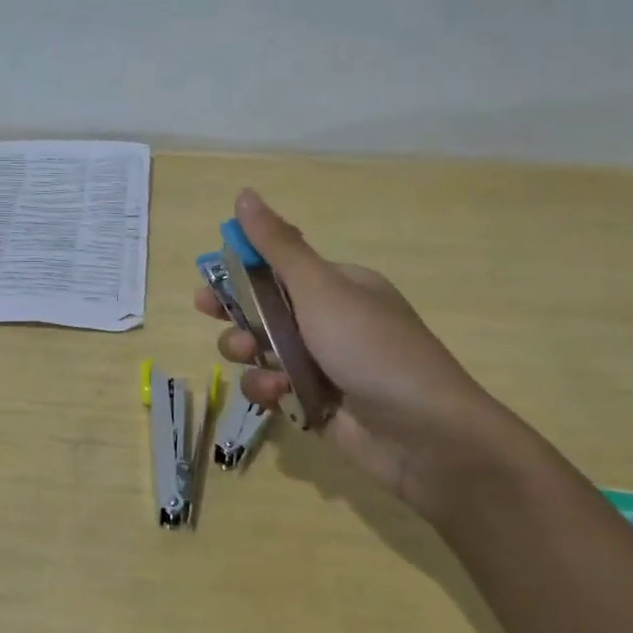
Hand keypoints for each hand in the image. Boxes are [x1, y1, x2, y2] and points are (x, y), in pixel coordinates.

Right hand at [195, 190, 507, 513]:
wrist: (427, 437)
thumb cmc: (372, 348)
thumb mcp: (322, 289)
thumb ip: (278, 247)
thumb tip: (245, 194)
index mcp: (337, 287)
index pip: (279, 267)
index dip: (242, 268)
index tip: (210, 274)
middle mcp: (329, 322)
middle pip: (265, 308)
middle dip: (236, 311)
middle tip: (205, 311)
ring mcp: (322, 366)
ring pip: (263, 350)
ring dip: (248, 351)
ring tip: (249, 356)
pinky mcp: (315, 405)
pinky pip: (274, 389)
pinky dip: (268, 390)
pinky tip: (276, 395)